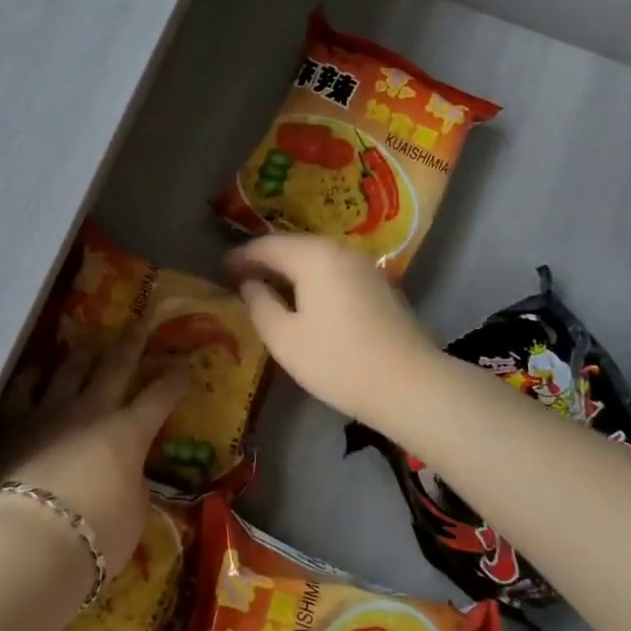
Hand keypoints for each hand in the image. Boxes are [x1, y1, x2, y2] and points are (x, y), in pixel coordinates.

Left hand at [0, 334, 188, 576]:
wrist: (33, 539)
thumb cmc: (97, 534)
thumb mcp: (134, 514)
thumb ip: (132, 487)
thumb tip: (126, 475)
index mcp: (129, 432)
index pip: (159, 398)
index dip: (174, 381)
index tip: (184, 367)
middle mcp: (92, 410)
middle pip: (115, 367)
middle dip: (131, 343)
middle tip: (139, 322)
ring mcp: (50, 411)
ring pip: (70, 368)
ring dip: (82, 351)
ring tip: (88, 338)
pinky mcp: (15, 423)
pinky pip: (24, 389)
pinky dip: (32, 376)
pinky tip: (36, 368)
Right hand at [226, 234, 437, 424]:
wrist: (409, 385)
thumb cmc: (338, 361)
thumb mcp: (284, 338)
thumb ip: (260, 304)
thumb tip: (250, 284)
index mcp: (313, 257)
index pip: (267, 245)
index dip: (241, 255)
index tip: (220, 268)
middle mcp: (340, 250)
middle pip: (294, 245)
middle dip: (265, 258)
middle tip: (240, 274)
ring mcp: (364, 266)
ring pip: (316, 257)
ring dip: (290, 267)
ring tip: (268, 284)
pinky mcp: (379, 285)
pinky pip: (334, 270)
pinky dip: (312, 277)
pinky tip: (304, 296)